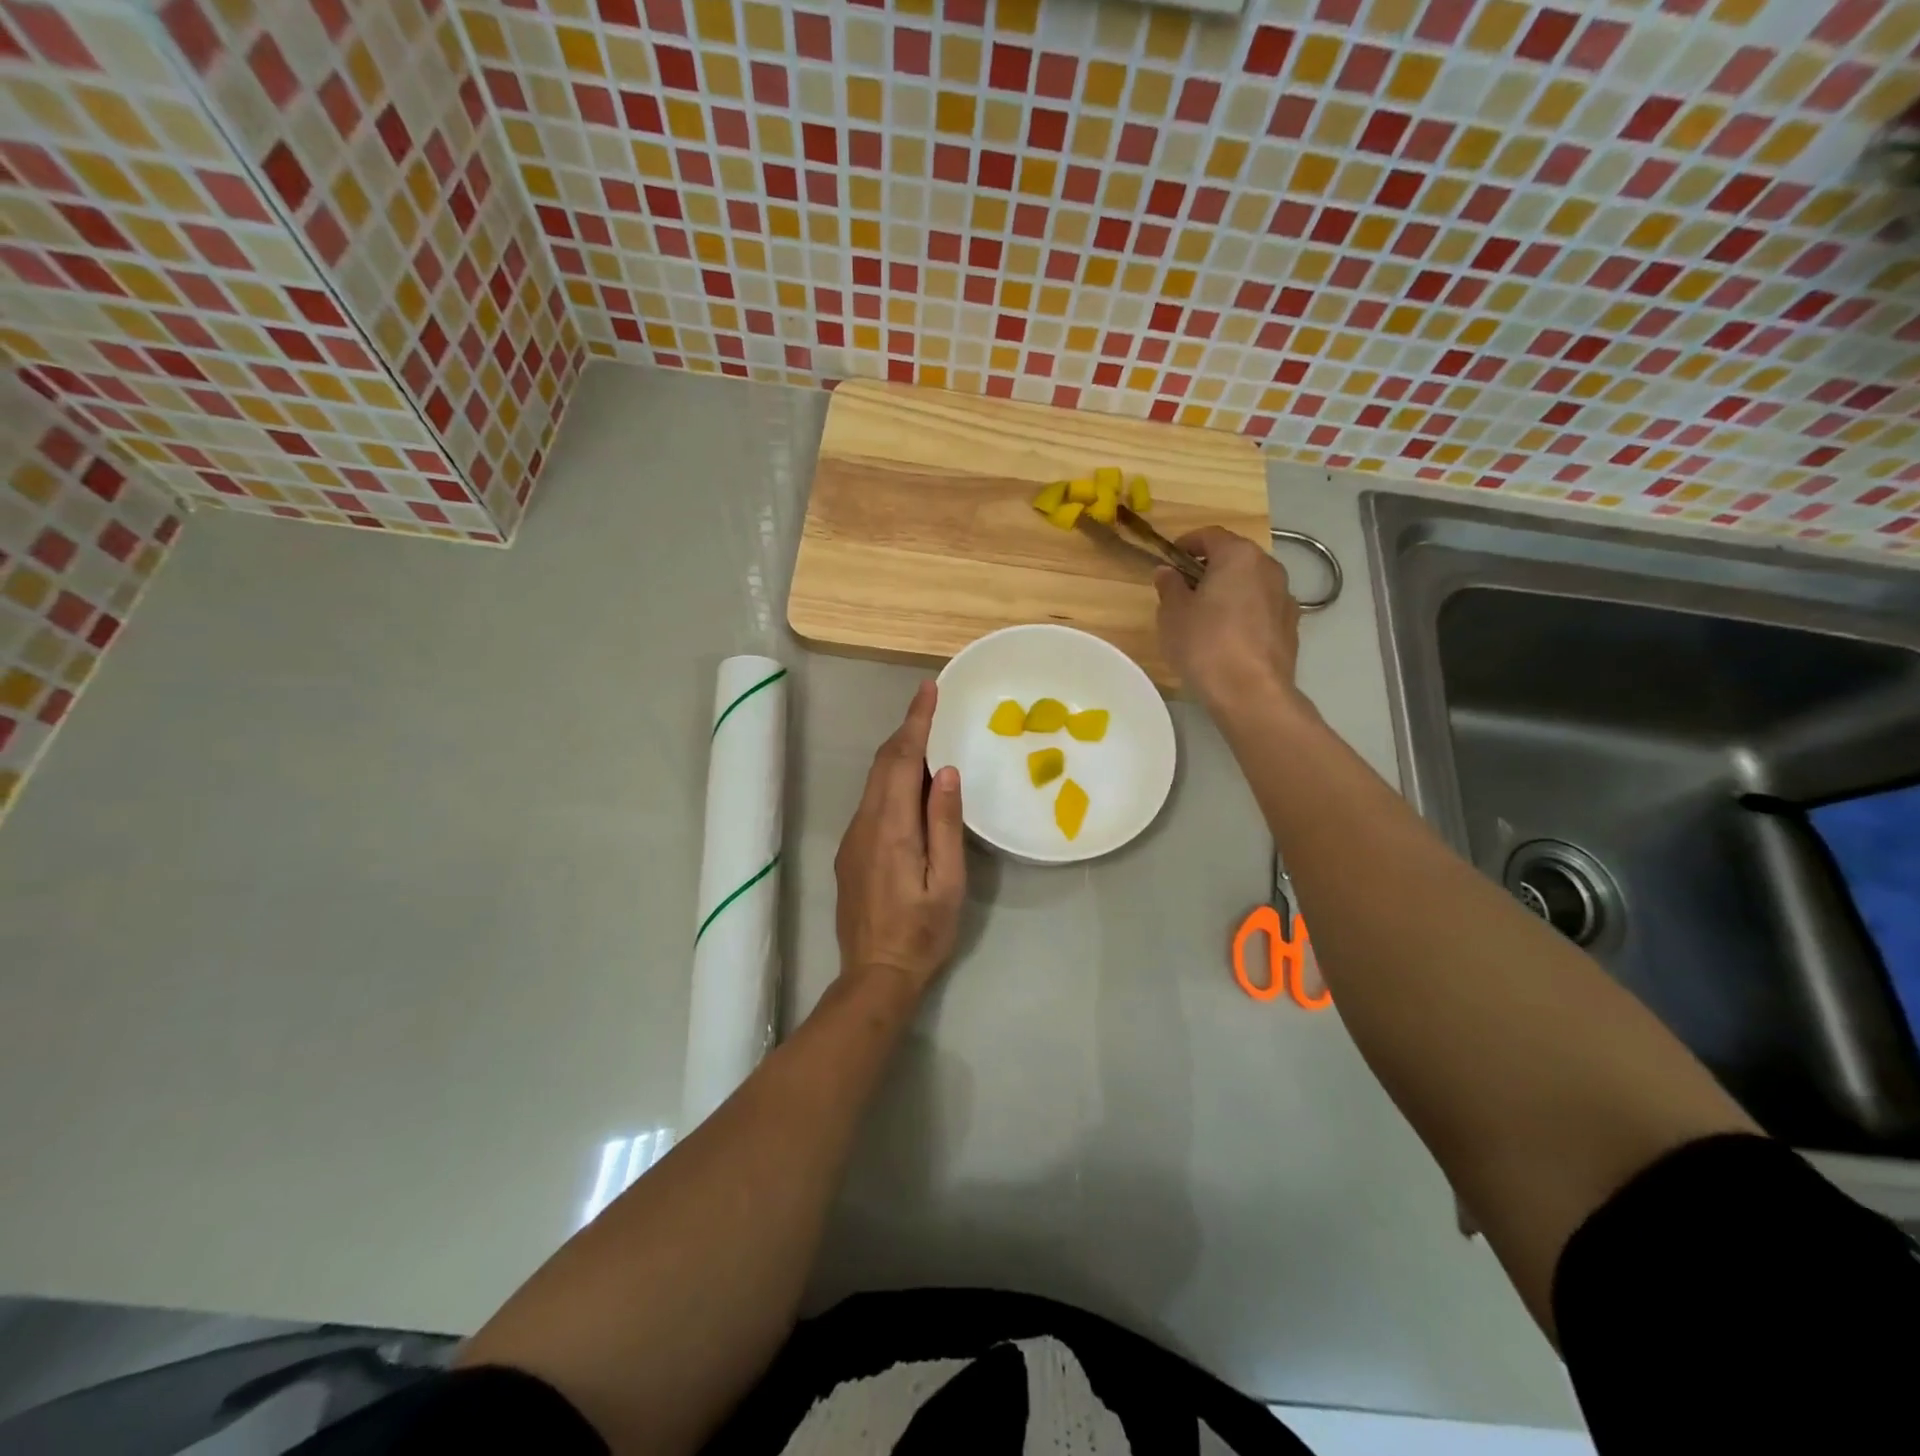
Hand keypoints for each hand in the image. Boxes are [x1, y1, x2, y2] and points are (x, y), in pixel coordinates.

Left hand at [833, 681, 965, 999]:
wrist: (874, 973)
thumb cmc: (922, 931)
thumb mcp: (947, 881)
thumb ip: (944, 824)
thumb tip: (944, 771)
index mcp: (892, 827)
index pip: (901, 760)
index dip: (915, 722)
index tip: (927, 691)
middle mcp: (865, 823)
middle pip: (882, 764)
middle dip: (906, 730)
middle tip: (931, 706)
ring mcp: (852, 838)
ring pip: (874, 781)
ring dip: (898, 754)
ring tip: (926, 738)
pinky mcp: (850, 852)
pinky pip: (871, 801)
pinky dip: (890, 780)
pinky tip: (909, 787)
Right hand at [1155, 527, 1306, 715]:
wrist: (1251, 693)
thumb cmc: (1205, 645)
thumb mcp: (1172, 614)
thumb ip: (1169, 586)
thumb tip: (1168, 572)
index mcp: (1239, 556)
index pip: (1210, 536)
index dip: (1186, 544)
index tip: (1170, 560)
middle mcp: (1269, 568)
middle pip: (1234, 558)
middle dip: (1209, 569)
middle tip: (1184, 590)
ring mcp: (1285, 597)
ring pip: (1251, 584)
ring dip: (1229, 592)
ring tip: (1206, 617)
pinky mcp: (1291, 627)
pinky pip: (1261, 609)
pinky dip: (1244, 614)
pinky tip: (1228, 639)